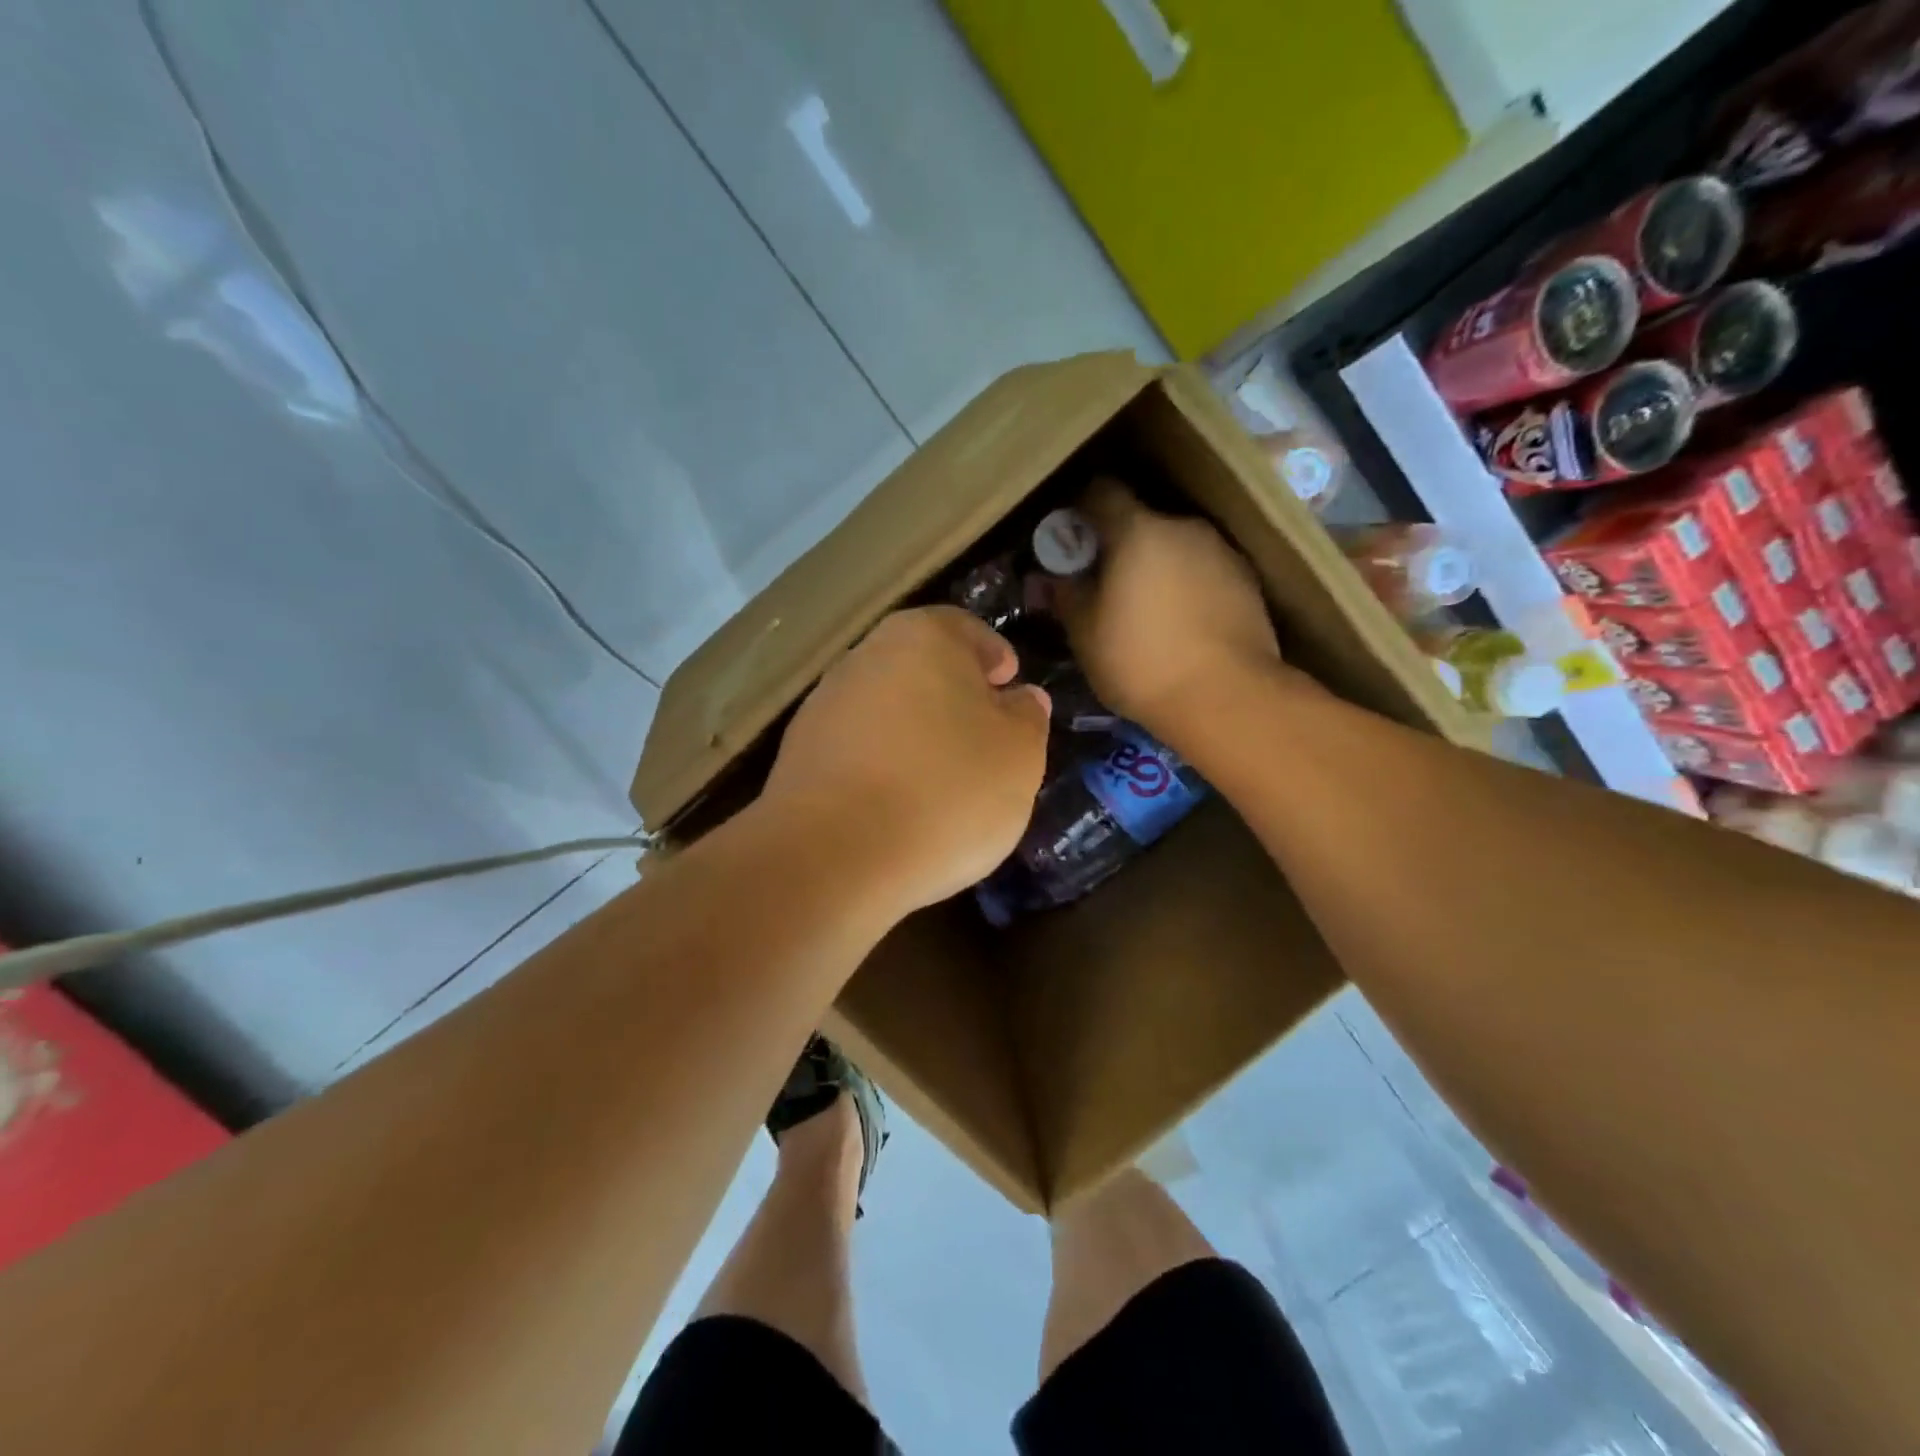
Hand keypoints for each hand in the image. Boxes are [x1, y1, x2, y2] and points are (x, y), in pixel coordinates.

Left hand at [760, 606, 1051, 915]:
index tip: (1008, 685)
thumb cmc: (946, 790)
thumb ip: (1027, 718)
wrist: (834, 855)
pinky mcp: (798, 755)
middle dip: (953, 697)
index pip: (967, 630)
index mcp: (923, 637)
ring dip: (914, 733)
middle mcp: (866, 657)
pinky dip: (881, 766)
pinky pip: (857, 750)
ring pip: (887, 709)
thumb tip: (1022, 698)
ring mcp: (824, 706)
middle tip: (982, 738)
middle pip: (921, 668)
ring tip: (940, 782)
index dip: (994, 657)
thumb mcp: (1018, 756)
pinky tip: (897, 806)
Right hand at [1058, 480, 1283, 746]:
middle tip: (1103, 583)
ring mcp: (1221, 551)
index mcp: (1138, 530)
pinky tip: (1180, 623)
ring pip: (1175, 546)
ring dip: (1155, 566)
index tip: (1068, 538)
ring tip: (1145, 609)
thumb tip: (1049, 576)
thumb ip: (1065, 594)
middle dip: (1119, 544)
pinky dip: (1186, 585)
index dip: (1079, 510)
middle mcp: (1183, 527)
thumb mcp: (1085, 633)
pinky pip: (1203, 570)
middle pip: (1141, 520)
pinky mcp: (1248, 580)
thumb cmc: (1141, 662)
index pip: (1100, 491)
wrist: (1227, 697)